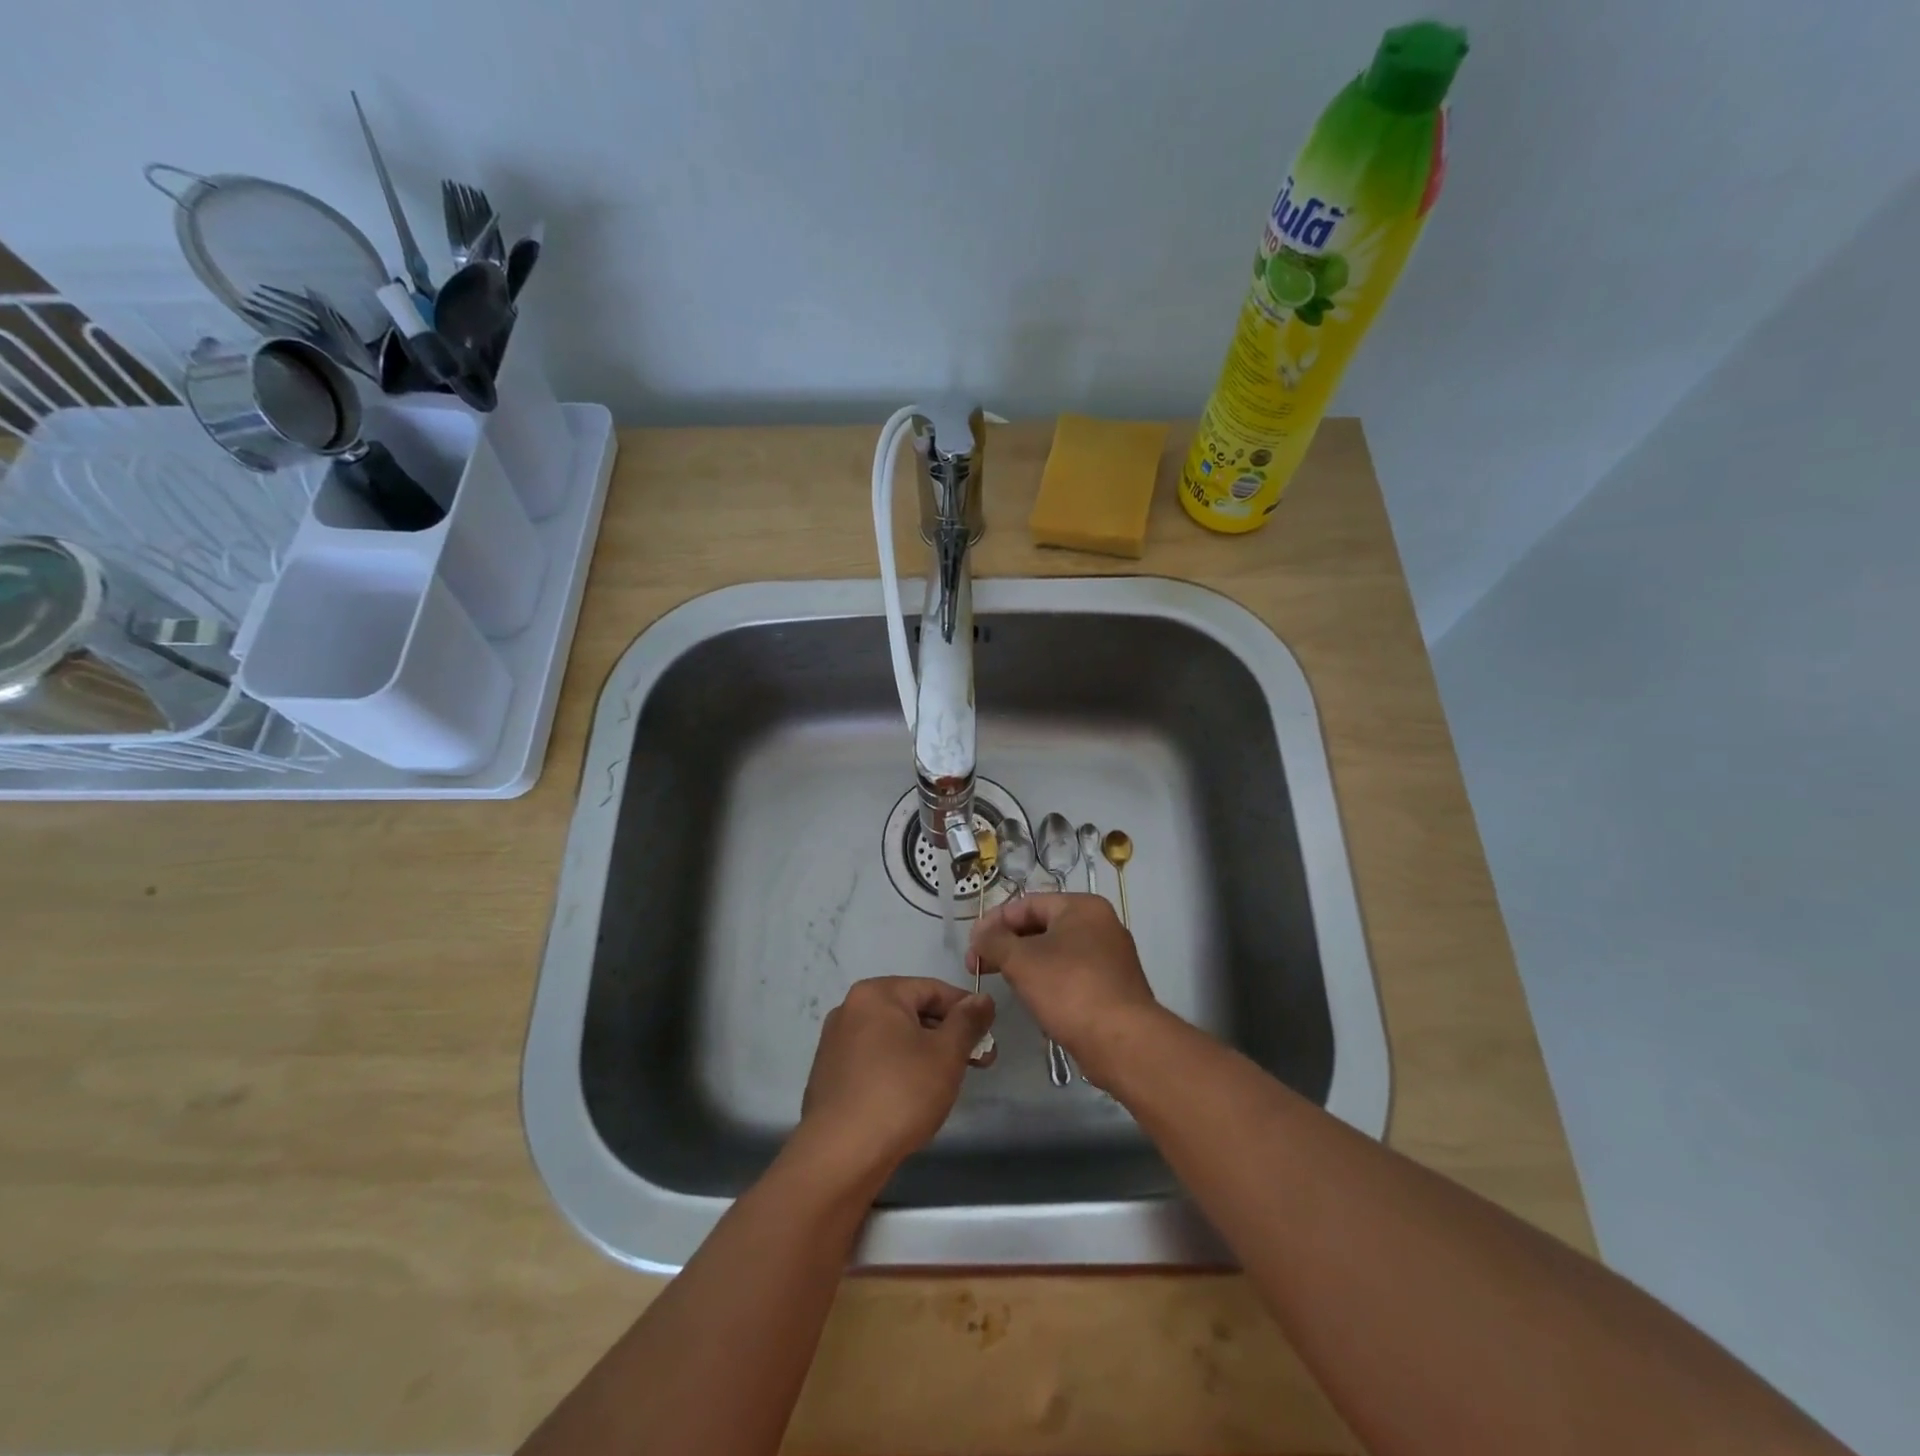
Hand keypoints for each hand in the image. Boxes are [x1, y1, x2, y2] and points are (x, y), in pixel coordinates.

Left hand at [794, 977, 994, 1186]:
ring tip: (946, 1084)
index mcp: (876, 994)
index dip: (966, 1010)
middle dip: (947, 1036)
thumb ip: (968, 1021)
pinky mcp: (830, 1075)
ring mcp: (835, 1043)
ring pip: (893, 1038)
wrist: (840, 1156)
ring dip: (925, 1054)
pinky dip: (898, 1070)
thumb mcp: (946, 1053)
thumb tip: (982, 998)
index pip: (932, 989)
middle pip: (912, 1012)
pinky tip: (912, 1098)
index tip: (988, 1038)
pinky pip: (874, 1061)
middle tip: (976, 1064)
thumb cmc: (900, 1093)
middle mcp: (850, 1009)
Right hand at [968, 893, 1163, 1087]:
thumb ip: (994, 941)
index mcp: (1082, 906)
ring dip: (1025, 963)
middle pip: (1042, 926)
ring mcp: (1110, 956)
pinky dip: (1048, 980)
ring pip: (1056, 951)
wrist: (1122, 1042)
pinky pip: (1071, 973)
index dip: (994, 922)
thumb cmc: (1069, 989)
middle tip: (979, 966)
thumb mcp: (1021, 960)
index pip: (1027, 904)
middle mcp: (1100, 924)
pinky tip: (1033, 998)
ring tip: (1003, 982)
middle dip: (1008, 944)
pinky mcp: (1113, 986)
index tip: (971, 947)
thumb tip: (979, 934)